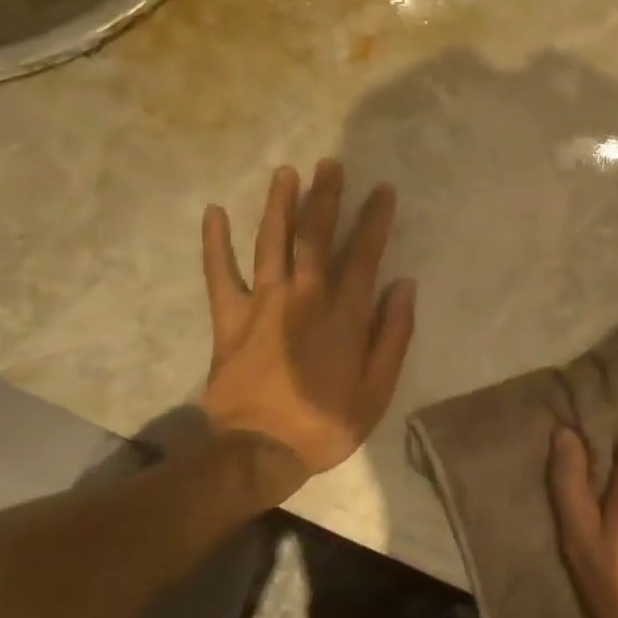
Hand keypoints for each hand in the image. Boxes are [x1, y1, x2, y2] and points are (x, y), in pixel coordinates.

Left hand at [200, 161, 416, 478]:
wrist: (258, 453)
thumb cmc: (325, 423)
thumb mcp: (378, 389)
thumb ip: (393, 335)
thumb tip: (404, 285)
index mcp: (343, 315)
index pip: (364, 255)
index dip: (375, 220)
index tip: (382, 191)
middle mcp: (305, 298)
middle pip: (316, 238)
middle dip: (326, 198)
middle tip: (330, 164)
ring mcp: (263, 305)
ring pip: (272, 244)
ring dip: (280, 205)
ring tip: (287, 172)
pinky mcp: (230, 319)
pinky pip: (219, 274)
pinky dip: (215, 243)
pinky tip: (213, 212)